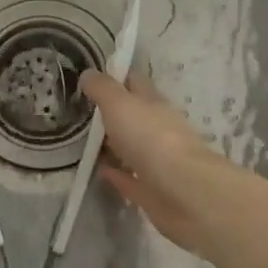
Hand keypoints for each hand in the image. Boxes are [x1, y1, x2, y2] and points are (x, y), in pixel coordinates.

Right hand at [79, 70, 250, 256]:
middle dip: (113, 113)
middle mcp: (158, 128)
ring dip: (114, 145)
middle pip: (134, 116)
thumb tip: (87, 74)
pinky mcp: (154, 192)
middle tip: (82, 113)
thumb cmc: (151, 138)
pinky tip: (100, 172)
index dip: (116, 77)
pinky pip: (131, 179)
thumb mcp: (119, 103)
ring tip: (85, 143)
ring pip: (133, 147)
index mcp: (153, 103)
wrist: (185, 193)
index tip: (93, 79)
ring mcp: (158, 161)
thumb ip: (102, 88)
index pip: (134, 82)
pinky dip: (117, 174)